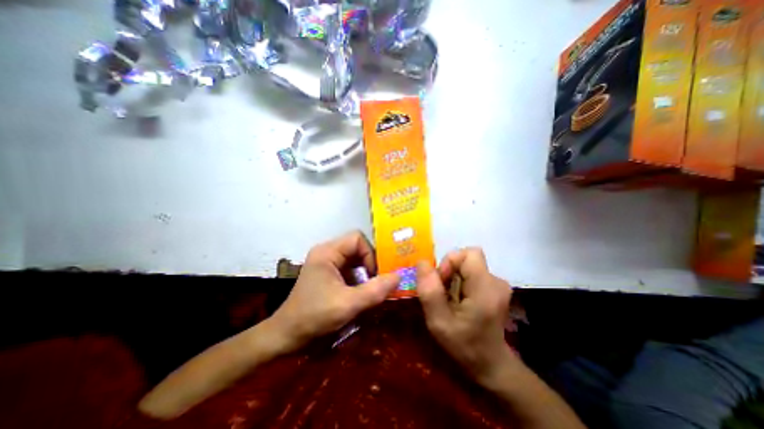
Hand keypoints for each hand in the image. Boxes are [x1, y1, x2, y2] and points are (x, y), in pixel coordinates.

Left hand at [268, 231, 399, 351]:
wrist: (286, 336)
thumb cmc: (313, 316)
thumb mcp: (347, 304)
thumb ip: (375, 290)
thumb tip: (399, 276)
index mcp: (327, 252)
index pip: (357, 239)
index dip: (370, 254)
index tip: (375, 275)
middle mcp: (327, 252)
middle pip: (357, 248)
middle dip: (370, 264)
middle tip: (378, 282)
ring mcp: (327, 263)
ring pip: (355, 259)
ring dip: (366, 273)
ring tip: (371, 289)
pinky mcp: (328, 274)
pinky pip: (350, 269)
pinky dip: (360, 279)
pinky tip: (362, 294)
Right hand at [416, 248, 516, 388]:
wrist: (490, 364)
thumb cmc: (463, 346)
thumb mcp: (438, 322)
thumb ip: (429, 292)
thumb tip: (422, 262)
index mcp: (486, 289)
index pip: (468, 254)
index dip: (450, 263)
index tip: (441, 283)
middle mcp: (496, 281)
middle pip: (466, 259)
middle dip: (449, 271)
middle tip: (443, 294)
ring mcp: (498, 283)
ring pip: (467, 265)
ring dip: (453, 277)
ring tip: (450, 300)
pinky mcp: (495, 286)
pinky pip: (471, 272)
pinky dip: (460, 281)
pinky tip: (459, 300)